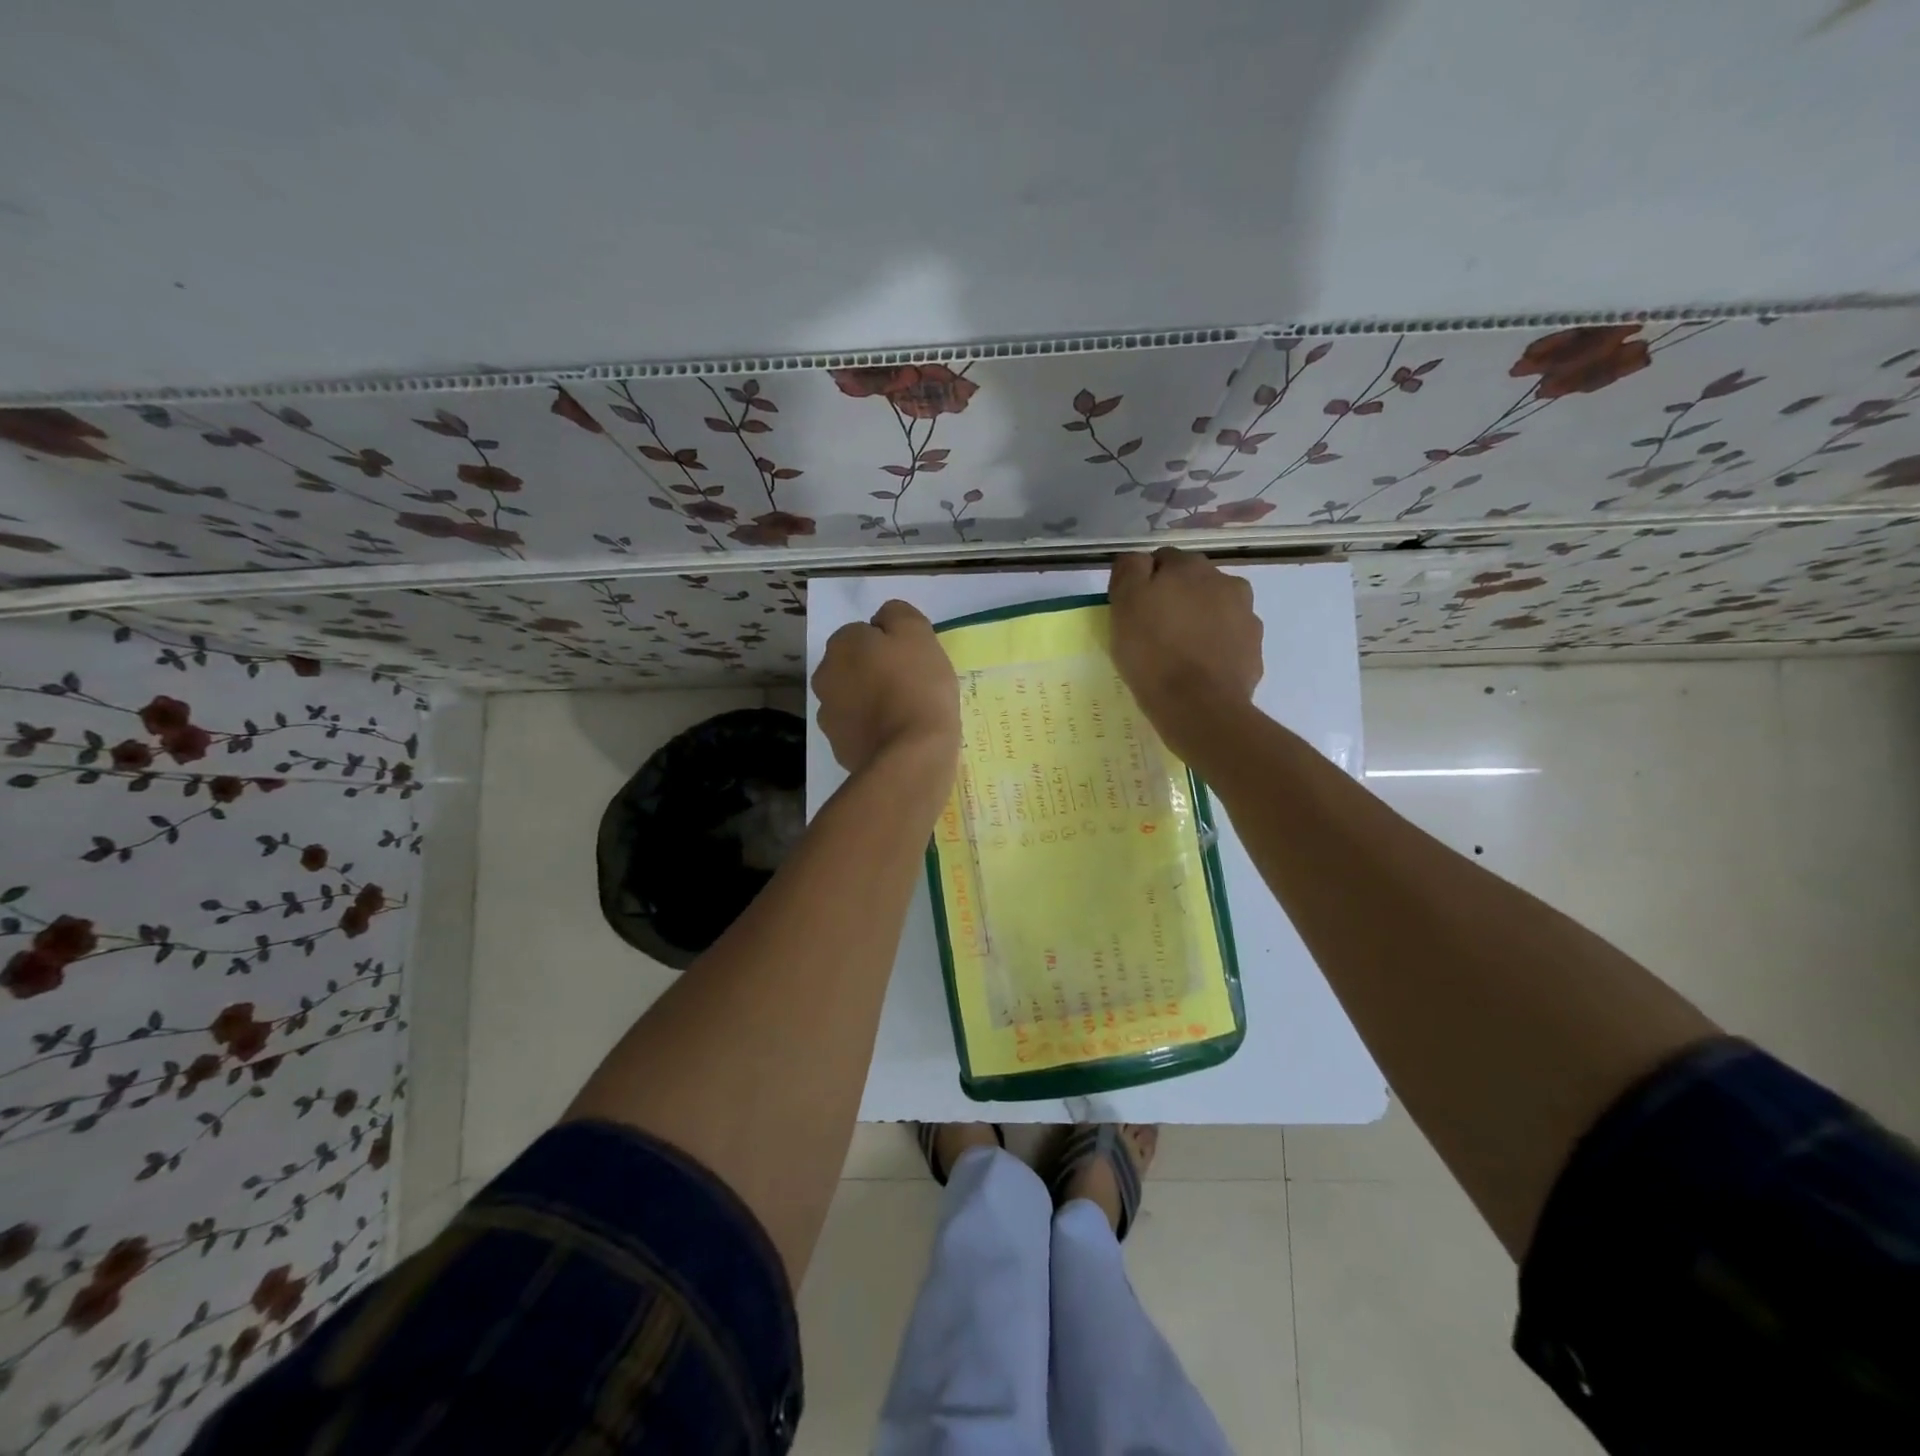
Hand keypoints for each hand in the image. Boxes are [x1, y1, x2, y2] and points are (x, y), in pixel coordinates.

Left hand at [813, 600, 960, 776]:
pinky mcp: (838, 747)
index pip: (864, 632)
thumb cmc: (917, 687)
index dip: (891, 644)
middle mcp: (825, 675)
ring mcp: (828, 715)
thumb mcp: (918, 633)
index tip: (913, 660)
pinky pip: (859, 729)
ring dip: (872, 701)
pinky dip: (873, 730)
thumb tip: (883, 620)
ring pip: (854, 698)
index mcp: (842, 644)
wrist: (910, 756)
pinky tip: (897, 737)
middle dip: (875, 672)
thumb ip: (897, 615)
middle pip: (855, 666)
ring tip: (905, 714)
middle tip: (911, 685)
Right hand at [1108, 549, 1261, 757]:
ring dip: (1199, 620)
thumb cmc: (1152, 653)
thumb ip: (1129, 570)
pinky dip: (1215, 647)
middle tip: (1153, 631)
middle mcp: (1225, 581)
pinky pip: (1228, 640)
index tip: (1133, 609)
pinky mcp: (1254, 649)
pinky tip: (1198, 669)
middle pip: (1193, 583)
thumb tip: (1139, 560)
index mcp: (1190, 567)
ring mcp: (1246, 616)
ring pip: (1214, 609)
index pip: (1162, 560)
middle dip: (1176, 598)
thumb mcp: (1124, 604)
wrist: (1199, 706)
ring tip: (1178, 652)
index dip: (1144, 582)